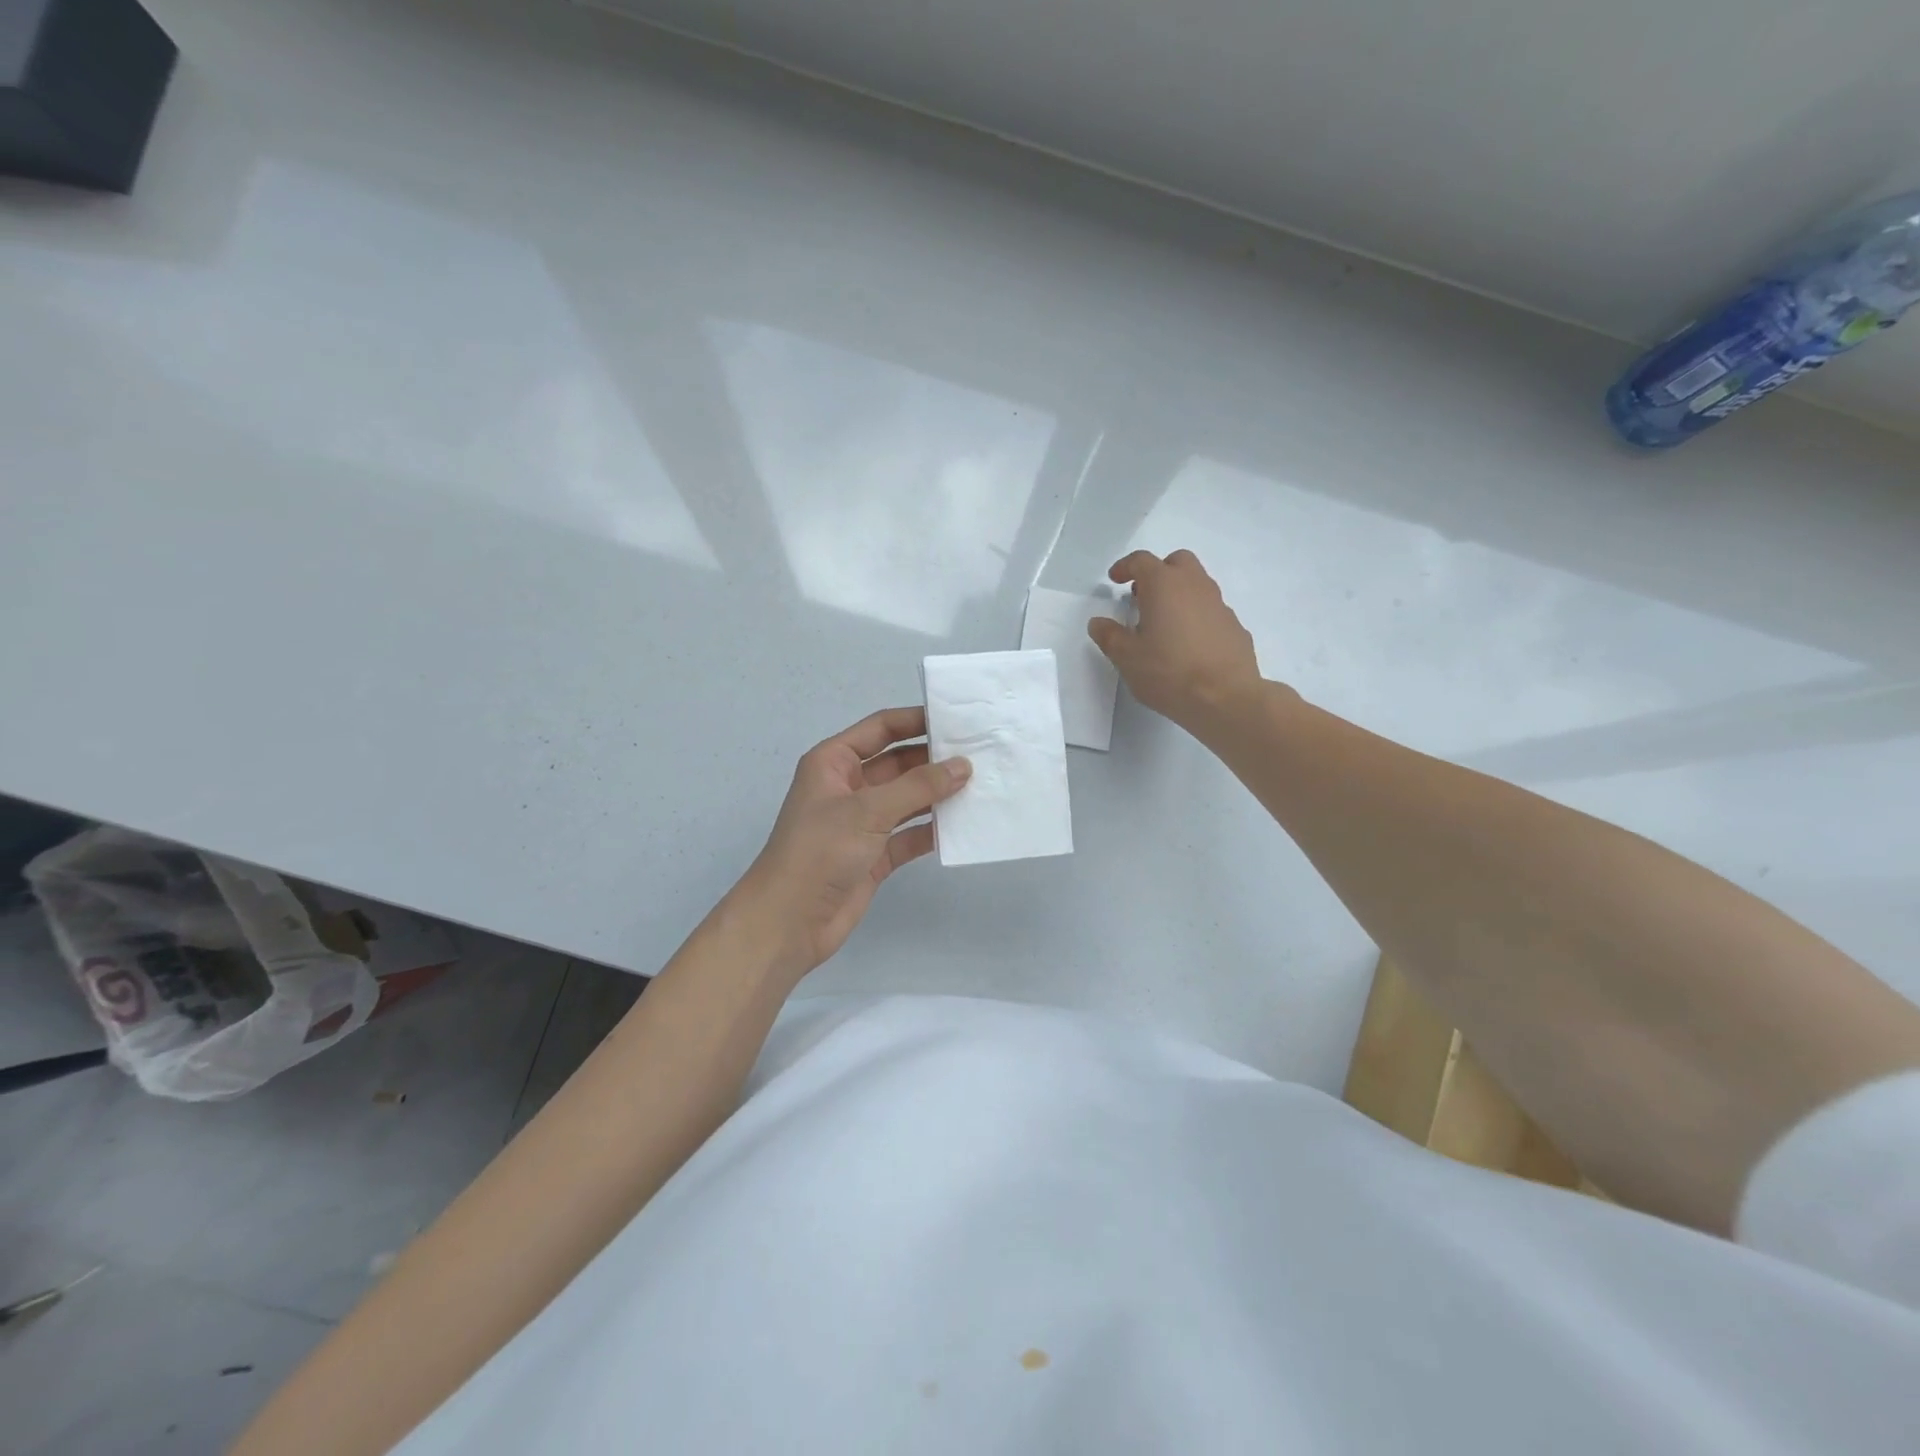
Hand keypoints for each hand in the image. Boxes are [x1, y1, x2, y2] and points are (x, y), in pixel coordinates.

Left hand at [732, 707, 969, 981]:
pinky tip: (964, 825)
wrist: (789, 922)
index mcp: (834, 762)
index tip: (957, 719)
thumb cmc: (820, 851)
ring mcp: (862, 823)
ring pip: (908, 800)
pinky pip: (910, 834)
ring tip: (981, 786)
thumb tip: (962, 766)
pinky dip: (933, 830)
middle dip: (934, 760)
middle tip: (980, 755)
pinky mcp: (875, 855)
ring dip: (938, 795)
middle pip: (899, 763)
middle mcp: (848, 787)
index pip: (881, 729)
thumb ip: (918, 786)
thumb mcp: (868, 810)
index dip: (916, 721)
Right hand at [1089, 549, 1262, 730]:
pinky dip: (1197, 617)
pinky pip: (1211, 611)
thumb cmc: (1168, 672)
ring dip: (1179, 595)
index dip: (1124, 567)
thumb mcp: (1126, 658)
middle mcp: (1195, 586)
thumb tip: (1098, 622)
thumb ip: (1109, 636)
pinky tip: (1189, 645)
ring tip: (1164, 624)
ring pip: (1197, 585)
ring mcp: (1219, 605)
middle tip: (1142, 597)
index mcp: (1164, 585)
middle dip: (1158, 572)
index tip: (1114, 580)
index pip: (1141, 561)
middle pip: (1177, 562)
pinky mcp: (1235, 627)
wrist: (1225, 698)